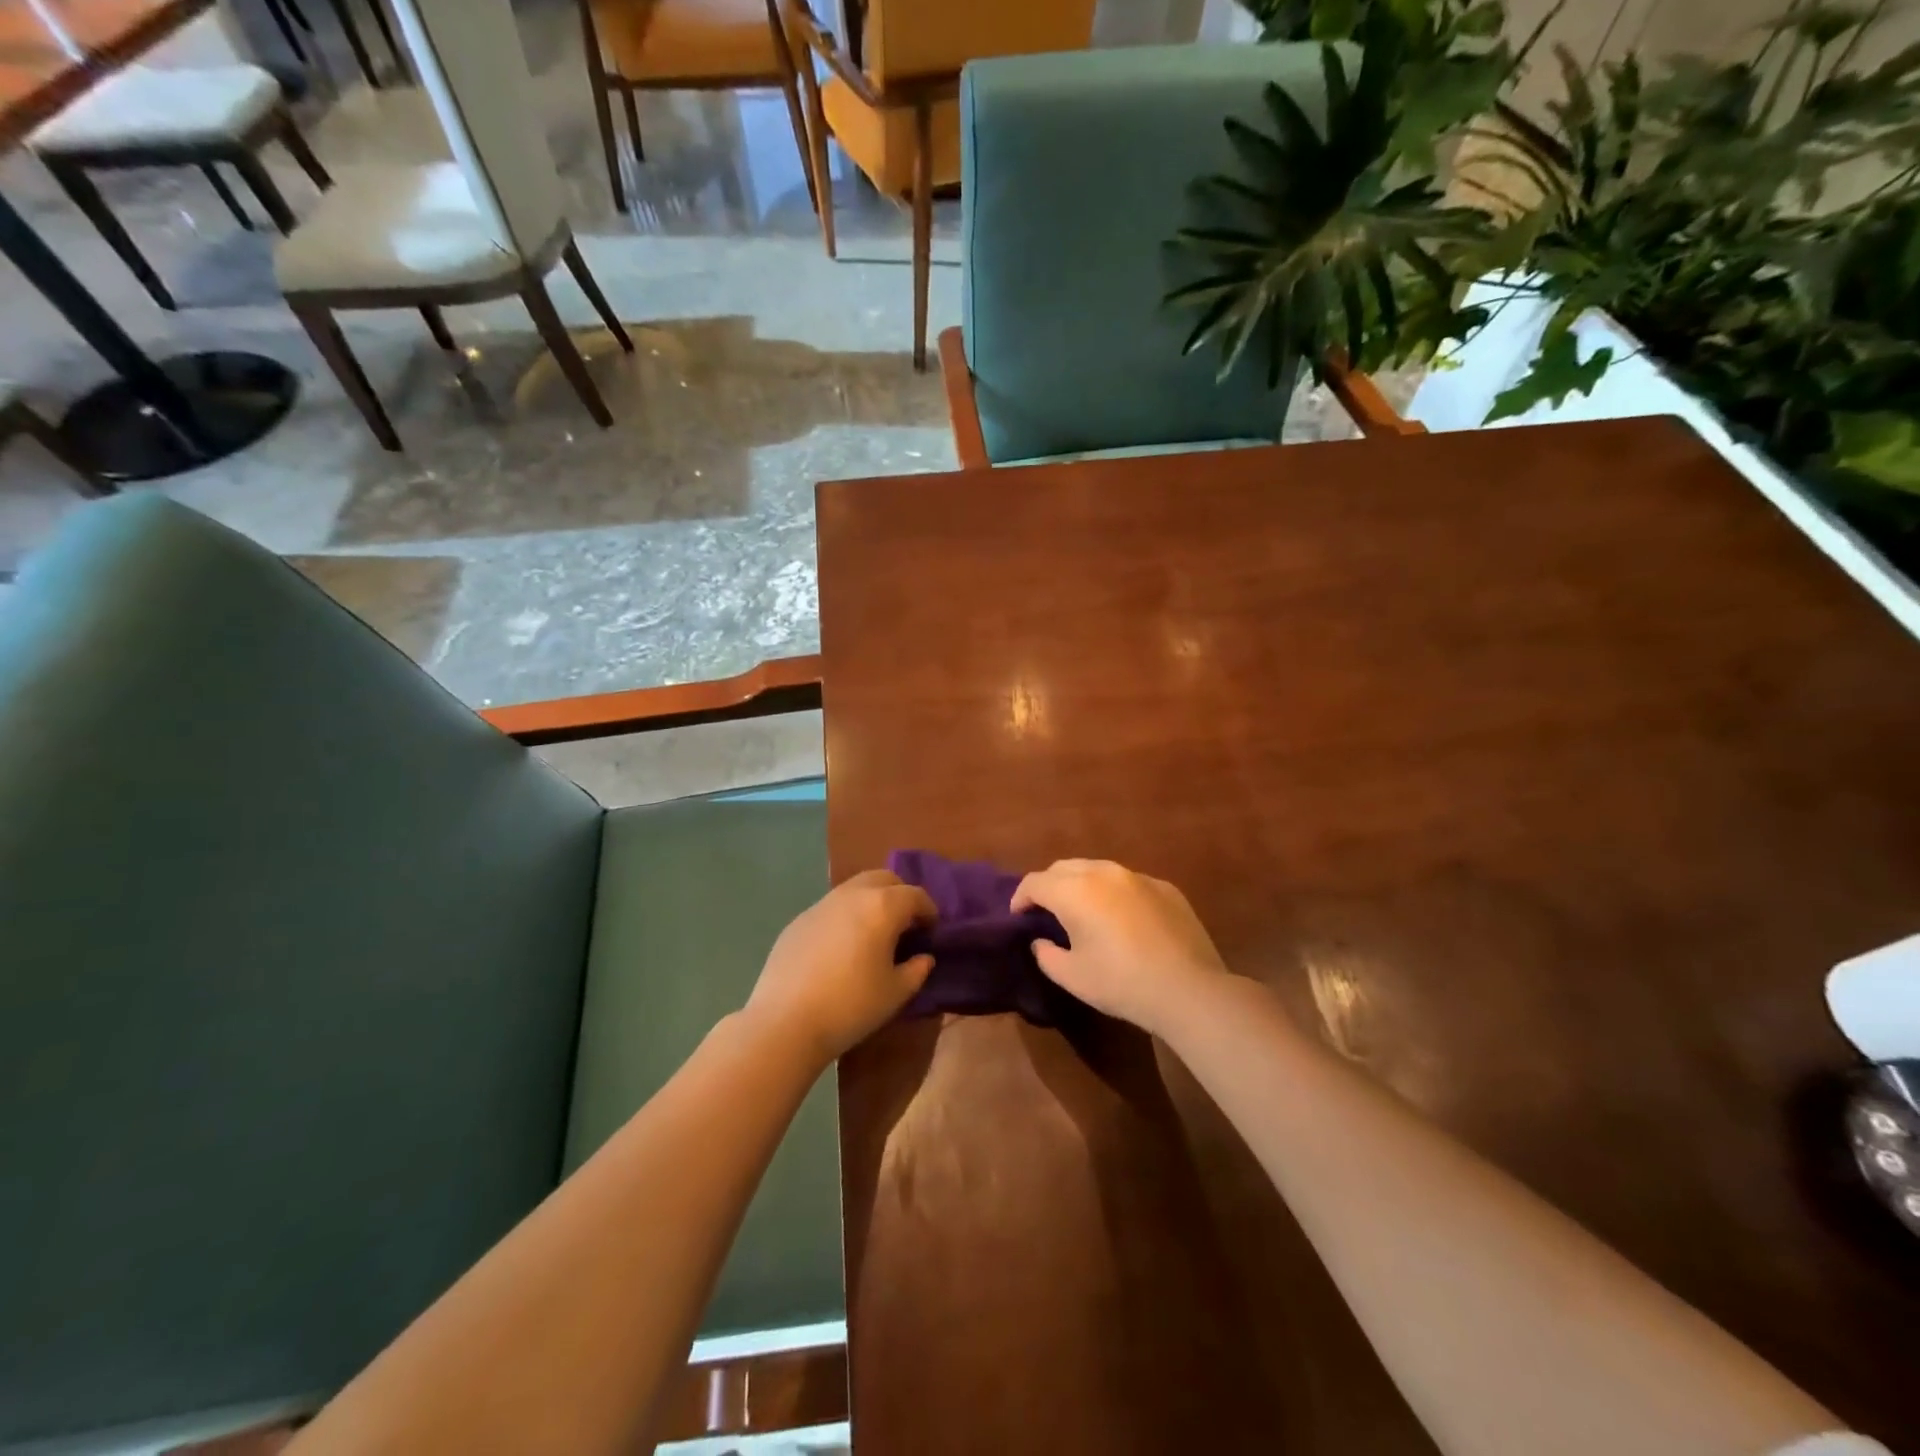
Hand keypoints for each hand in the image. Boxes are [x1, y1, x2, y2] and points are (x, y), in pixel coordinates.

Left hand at [745, 869, 936, 1064]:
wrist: (785, 1021)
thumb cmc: (851, 1006)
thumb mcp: (895, 993)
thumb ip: (916, 970)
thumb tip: (923, 958)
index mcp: (882, 907)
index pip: (915, 895)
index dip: (929, 910)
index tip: (932, 929)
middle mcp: (852, 895)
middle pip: (884, 879)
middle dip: (900, 895)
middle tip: (905, 924)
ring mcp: (821, 904)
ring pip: (855, 888)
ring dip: (871, 901)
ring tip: (874, 933)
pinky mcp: (798, 920)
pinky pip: (831, 908)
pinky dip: (845, 916)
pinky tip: (841, 947)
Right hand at [1011, 860, 1230, 1037]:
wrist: (1188, 989)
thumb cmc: (1121, 983)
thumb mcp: (1072, 977)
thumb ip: (1046, 955)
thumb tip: (1041, 942)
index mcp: (1074, 891)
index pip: (1035, 882)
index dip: (1021, 897)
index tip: (1018, 916)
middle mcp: (1104, 872)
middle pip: (1063, 868)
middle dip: (1049, 885)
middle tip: (1046, 911)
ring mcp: (1138, 877)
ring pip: (1097, 869)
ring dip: (1081, 885)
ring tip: (1082, 910)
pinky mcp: (1165, 887)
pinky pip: (1128, 882)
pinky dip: (1114, 893)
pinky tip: (1122, 919)